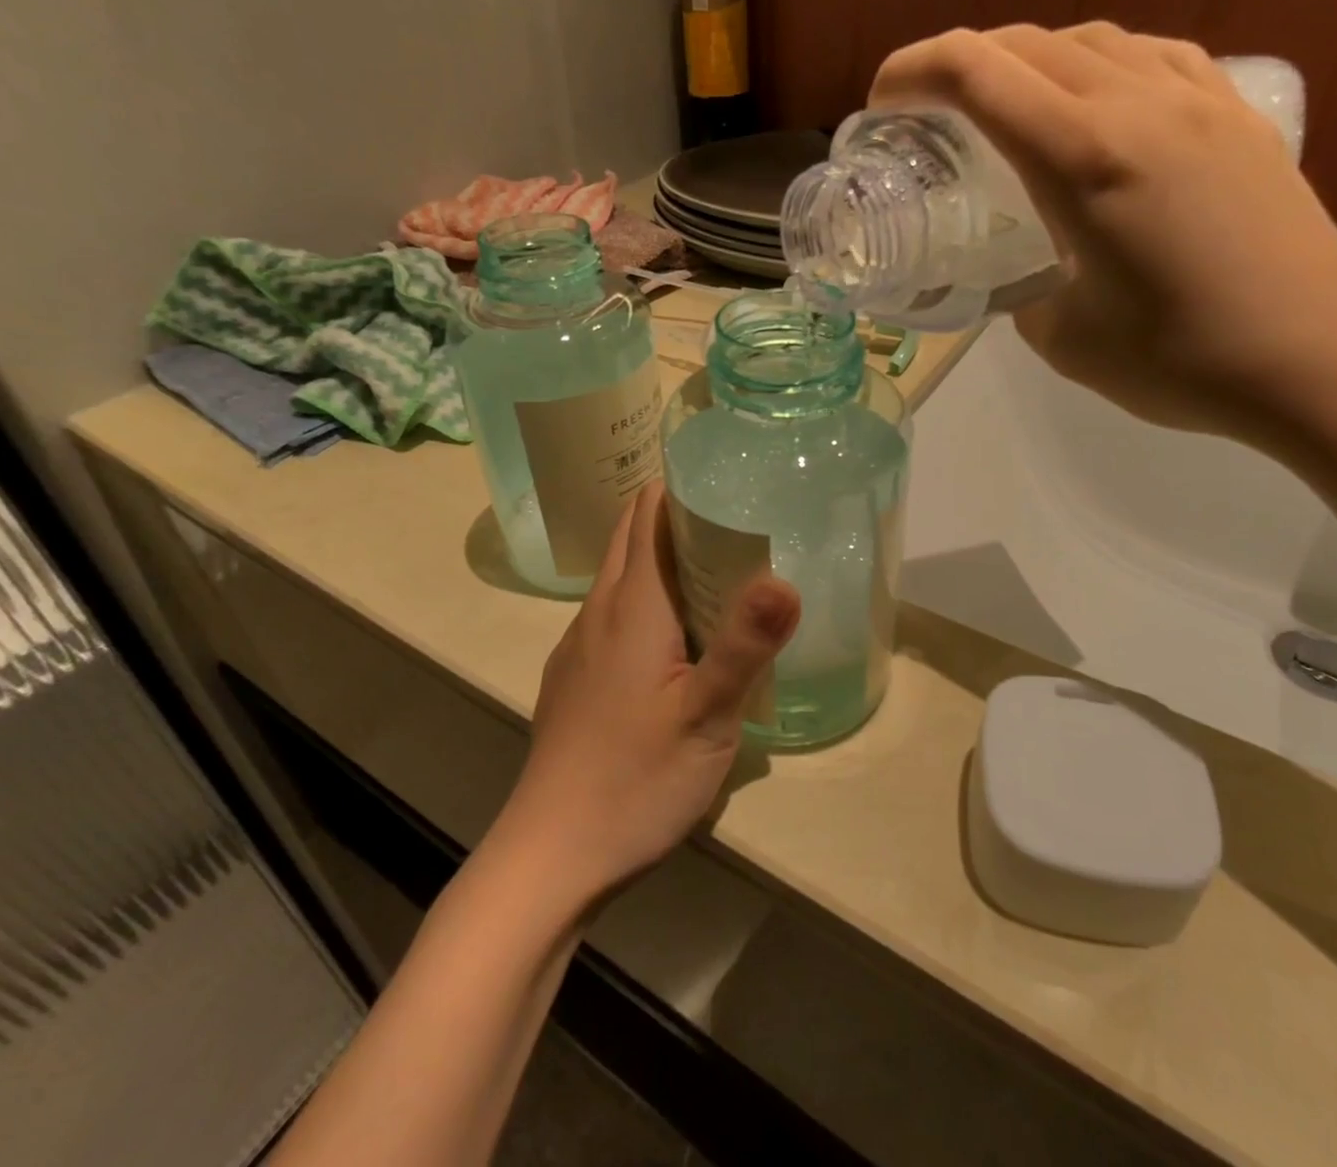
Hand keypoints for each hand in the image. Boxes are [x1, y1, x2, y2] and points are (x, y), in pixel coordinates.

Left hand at [501, 482, 799, 906]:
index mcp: (631, 605)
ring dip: (664, 561)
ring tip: (721, 573)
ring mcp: (579, 646)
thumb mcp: (707, 716)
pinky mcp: (575, 679)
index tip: (729, 480)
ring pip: (623, 578)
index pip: (648, 513)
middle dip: (679, 518)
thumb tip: (785, 577)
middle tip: (740, 523)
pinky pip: (615, 616)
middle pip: (633, 538)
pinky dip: (648, 602)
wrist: (550, 856)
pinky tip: (679, 641)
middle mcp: (598, 612)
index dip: (683, 487)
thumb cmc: (635, 780)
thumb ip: (746, 645)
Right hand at [868, 22, 1336, 444]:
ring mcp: (1197, 100)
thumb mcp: (1060, 338)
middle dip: (958, 64)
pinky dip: (1100, 63)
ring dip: (1027, 60)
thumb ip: (1021, 287)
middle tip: (929, 113)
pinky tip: (1096, 101)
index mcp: (1082, 158)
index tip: (882, 104)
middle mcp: (1137, 104)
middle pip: (1025, 43)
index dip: (912, 72)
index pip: (975, 72)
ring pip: (1090, 38)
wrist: (1318, 362)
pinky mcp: (1238, 114)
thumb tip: (1020, 269)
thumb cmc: (1178, 361)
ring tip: (1005, 107)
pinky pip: (1152, 55)